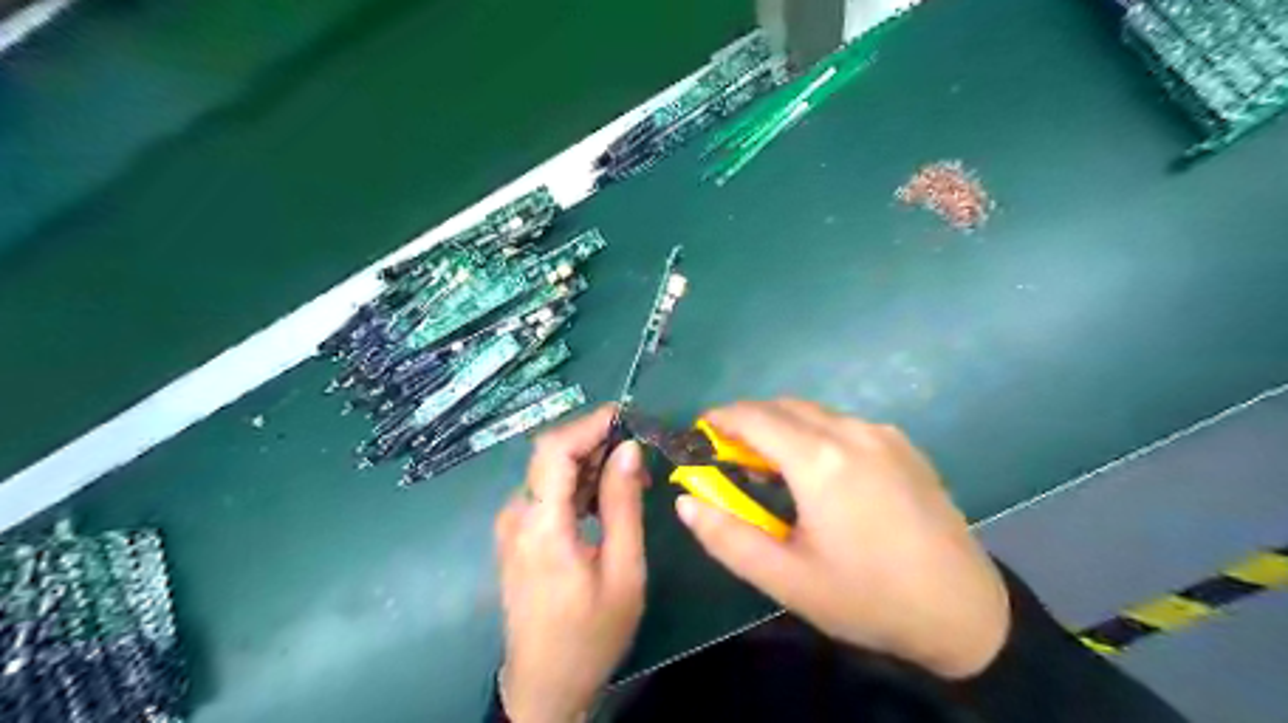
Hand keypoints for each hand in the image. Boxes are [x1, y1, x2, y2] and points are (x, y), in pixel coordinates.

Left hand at [495, 406, 649, 722]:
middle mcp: (516, 516)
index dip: (589, 424)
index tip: (627, 416)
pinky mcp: (515, 534)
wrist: (544, 685)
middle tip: (639, 454)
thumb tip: (628, 448)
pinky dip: (577, 484)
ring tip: (631, 478)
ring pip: (549, 471)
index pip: (554, 449)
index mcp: (541, 526)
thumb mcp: (622, 571)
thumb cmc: (590, 635)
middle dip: (595, 442)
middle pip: (550, 455)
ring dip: (589, 463)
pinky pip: (546, 492)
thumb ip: (623, 505)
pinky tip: (605, 499)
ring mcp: (511, 525)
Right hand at [668, 400, 1009, 676]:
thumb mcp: (787, 580)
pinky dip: (815, 432)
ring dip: (782, 425)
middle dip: (748, 420)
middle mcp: (852, 432)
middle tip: (728, 453)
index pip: (754, 417)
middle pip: (783, 406)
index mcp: (821, 461)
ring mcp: (883, 434)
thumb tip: (686, 501)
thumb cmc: (868, 598)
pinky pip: (844, 423)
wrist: (964, 612)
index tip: (700, 433)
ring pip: (815, 412)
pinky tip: (819, 471)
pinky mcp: (903, 444)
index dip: (720, 419)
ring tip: (770, 464)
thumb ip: (728, 537)